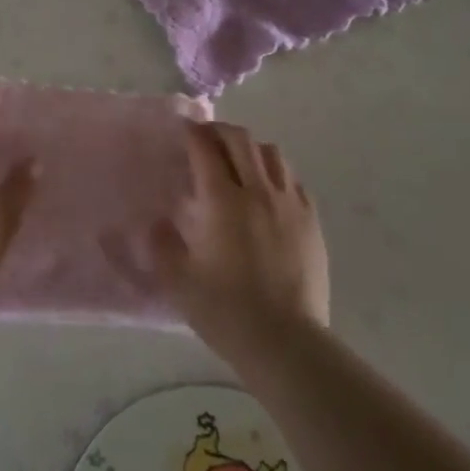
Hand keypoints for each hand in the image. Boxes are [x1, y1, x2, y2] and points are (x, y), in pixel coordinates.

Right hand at [123, 121, 329, 348]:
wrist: (286, 342)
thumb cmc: (226, 311)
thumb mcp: (177, 281)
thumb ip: (161, 245)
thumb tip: (158, 222)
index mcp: (223, 202)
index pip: (206, 150)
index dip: (193, 133)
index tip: (183, 129)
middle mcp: (258, 192)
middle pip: (241, 142)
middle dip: (220, 132)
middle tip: (205, 137)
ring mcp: (290, 204)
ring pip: (272, 154)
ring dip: (250, 148)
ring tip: (237, 159)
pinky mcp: (311, 221)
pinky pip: (293, 180)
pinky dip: (275, 172)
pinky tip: (267, 189)